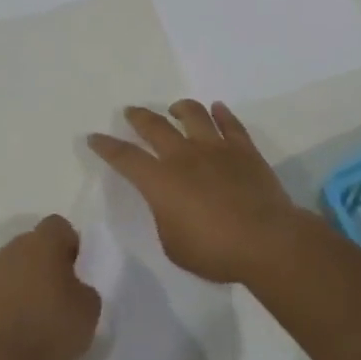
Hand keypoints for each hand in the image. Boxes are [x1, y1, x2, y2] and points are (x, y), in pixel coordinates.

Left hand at [0, 214, 100, 359]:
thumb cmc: (55, 328)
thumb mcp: (89, 307)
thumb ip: (83, 286)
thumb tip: (72, 287)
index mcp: (43, 243)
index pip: (58, 225)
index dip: (69, 243)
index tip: (76, 269)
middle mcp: (12, 250)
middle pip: (32, 245)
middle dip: (45, 263)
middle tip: (59, 293)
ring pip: (12, 270)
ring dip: (24, 284)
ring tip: (37, 316)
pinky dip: (6, 307)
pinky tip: (16, 332)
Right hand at [87, 101, 319, 284]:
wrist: (266, 241)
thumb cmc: (214, 251)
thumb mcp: (174, 245)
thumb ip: (166, 218)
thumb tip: (171, 204)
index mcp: (160, 181)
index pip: (125, 157)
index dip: (106, 147)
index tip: (94, 137)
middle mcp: (184, 156)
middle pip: (155, 126)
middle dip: (139, 117)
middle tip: (130, 111)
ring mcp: (216, 149)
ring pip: (194, 115)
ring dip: (181, 108)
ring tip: (175, 108)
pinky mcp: (244, 150)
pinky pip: (230, 124)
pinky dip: (222, 114)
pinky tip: (218, 109)